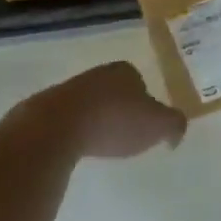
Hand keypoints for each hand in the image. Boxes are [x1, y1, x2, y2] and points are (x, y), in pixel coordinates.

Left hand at [41, 62, 185, 159]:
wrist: (56, 128)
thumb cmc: (113, 121)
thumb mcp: (157, 124)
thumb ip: (174, 125)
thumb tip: (177, 133)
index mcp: (124, 71)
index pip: (139, 82)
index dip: (143, 102)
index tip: (143, 124)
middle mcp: (97, 74)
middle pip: (113, 92)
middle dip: (118, 110)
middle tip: (122, 136)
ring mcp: (68, 90)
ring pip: (88, 105)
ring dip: (93, 121)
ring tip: (97, 145)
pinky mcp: (44, 110)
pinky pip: (65, 121)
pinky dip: (72, 133)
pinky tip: (74, 149)